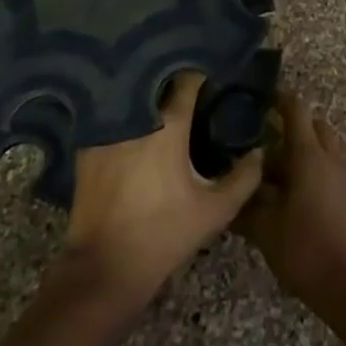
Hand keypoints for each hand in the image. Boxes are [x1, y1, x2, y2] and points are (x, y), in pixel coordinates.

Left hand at [61, 72, 261, 308]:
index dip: (202, 76)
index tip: (213, 79)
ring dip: (149, 100)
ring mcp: (106, 130)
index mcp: (168, 124)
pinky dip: (125, 119)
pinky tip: (136, 132)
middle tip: (191, 94)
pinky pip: (112, 121)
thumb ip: (243, 178)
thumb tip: (258, 152)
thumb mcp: (214, 211)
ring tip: (164, 108)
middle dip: (174, 83)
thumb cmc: (164, 235)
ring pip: (133, 100)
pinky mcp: (87, 148)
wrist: (104, 269)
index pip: (188, 80)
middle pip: (158, 84)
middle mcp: (135, 117)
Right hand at [239, 92, 345, 317]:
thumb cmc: (307, 250)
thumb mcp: (265, 230)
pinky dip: (314, 168)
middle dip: (293, 125)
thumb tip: (228, 193)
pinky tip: (293, 193)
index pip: (296, 110)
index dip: (280, 98)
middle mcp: (329, 158)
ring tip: (277, 168)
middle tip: (265, 136)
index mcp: (309, 155)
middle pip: (315, 125)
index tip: (262, 95)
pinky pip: (331, 167)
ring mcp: (343, 177)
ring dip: (305, 148)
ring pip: (325, 147)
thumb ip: (245, 206)